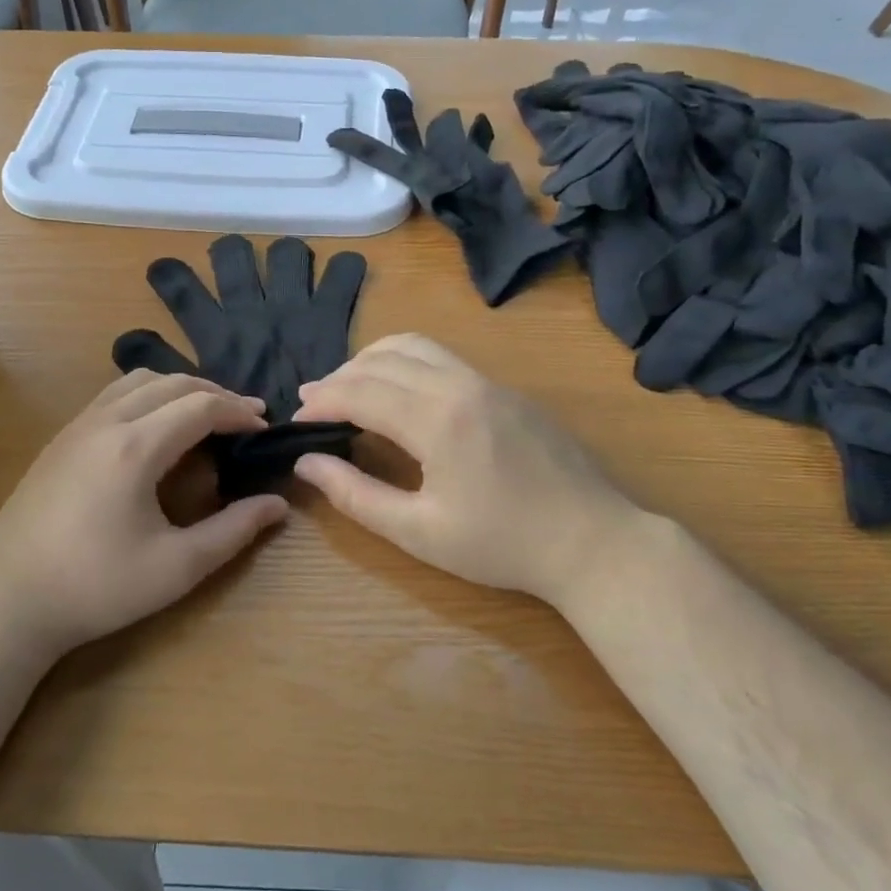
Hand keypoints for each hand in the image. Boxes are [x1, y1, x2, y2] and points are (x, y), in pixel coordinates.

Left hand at [0, 372, 289, 658]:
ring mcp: (77, 426)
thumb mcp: (176, 567)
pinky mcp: (60, 439)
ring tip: (205, 415)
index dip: (239, 412)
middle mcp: (105, 422)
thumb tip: (277, 505)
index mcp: (135, 448)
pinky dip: (148, 396)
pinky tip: (156, 428)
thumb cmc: (97, 588)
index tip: (265, 428)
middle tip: (246, 418)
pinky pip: (113, 396)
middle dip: (216, 394)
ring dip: (180, 389)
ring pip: (138, 382)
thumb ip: (233, 531)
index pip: (200, 406)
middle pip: (172, 383)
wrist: (8, 601)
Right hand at [291, 334, 653, 607]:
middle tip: (312, 404)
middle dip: (339, 378)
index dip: (321, 402)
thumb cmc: (503, 546)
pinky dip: (405, 361)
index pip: (360, 392)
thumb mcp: (420, 533)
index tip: (297, 421)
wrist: (593, 542)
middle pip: (382, 360)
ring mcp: (488, 381)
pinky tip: (400, 390)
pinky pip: (443, 356)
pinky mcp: (506, 389)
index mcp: (437, 420)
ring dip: (372, 359)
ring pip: (415, 345)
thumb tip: (306, 464)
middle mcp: (460, 385)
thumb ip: (356, 496)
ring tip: (349, 385)